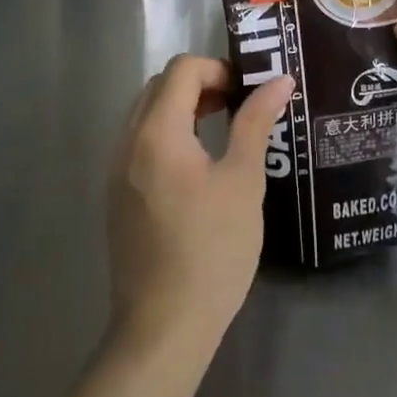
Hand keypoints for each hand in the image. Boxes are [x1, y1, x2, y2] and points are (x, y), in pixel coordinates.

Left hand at [108, 56, 294, 355]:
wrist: (163, 328)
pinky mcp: (117, 195)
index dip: (218, 69)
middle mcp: (128, 142)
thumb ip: (255, 122)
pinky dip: (168, 134)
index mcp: (157, 132)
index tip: (248, 93)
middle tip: (238, 107)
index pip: (182, 69)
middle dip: (201, 84)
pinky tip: (197, 166)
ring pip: (147, 113)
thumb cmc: (211, 250)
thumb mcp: (243, 181)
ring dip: (183, 108)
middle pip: (160, 86)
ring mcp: (116, 170)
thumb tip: (279, 81)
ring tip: (221, 131)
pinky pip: (140, 142)